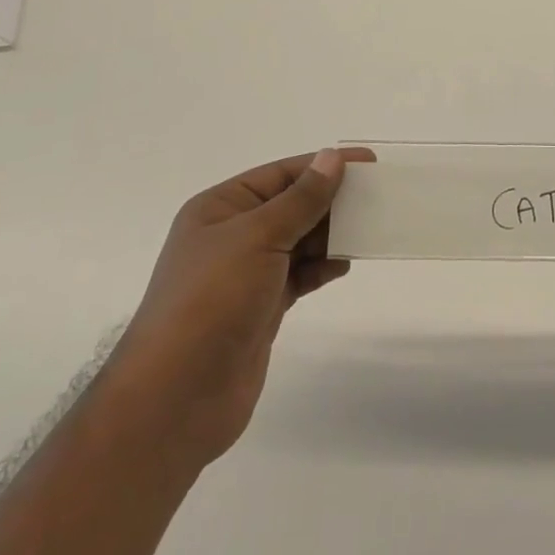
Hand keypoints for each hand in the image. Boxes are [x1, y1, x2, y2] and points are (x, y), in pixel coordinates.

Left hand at [118, 147, 371, 465]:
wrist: (177, 396)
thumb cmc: (212, 300)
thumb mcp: (258, 237)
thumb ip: (301, 199)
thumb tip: (331, 157)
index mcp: (221, 208)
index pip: (280, 175)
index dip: (323, 165)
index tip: (368, 162)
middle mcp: (231, 235)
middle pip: (291, 206)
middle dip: (331, 200)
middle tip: (377, 196)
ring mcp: (246, 274)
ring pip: (298, 241)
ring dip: (331, 235)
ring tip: (369, 228)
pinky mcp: (261, 308)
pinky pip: (299, 275)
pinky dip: (322, 268)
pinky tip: (345, 265)